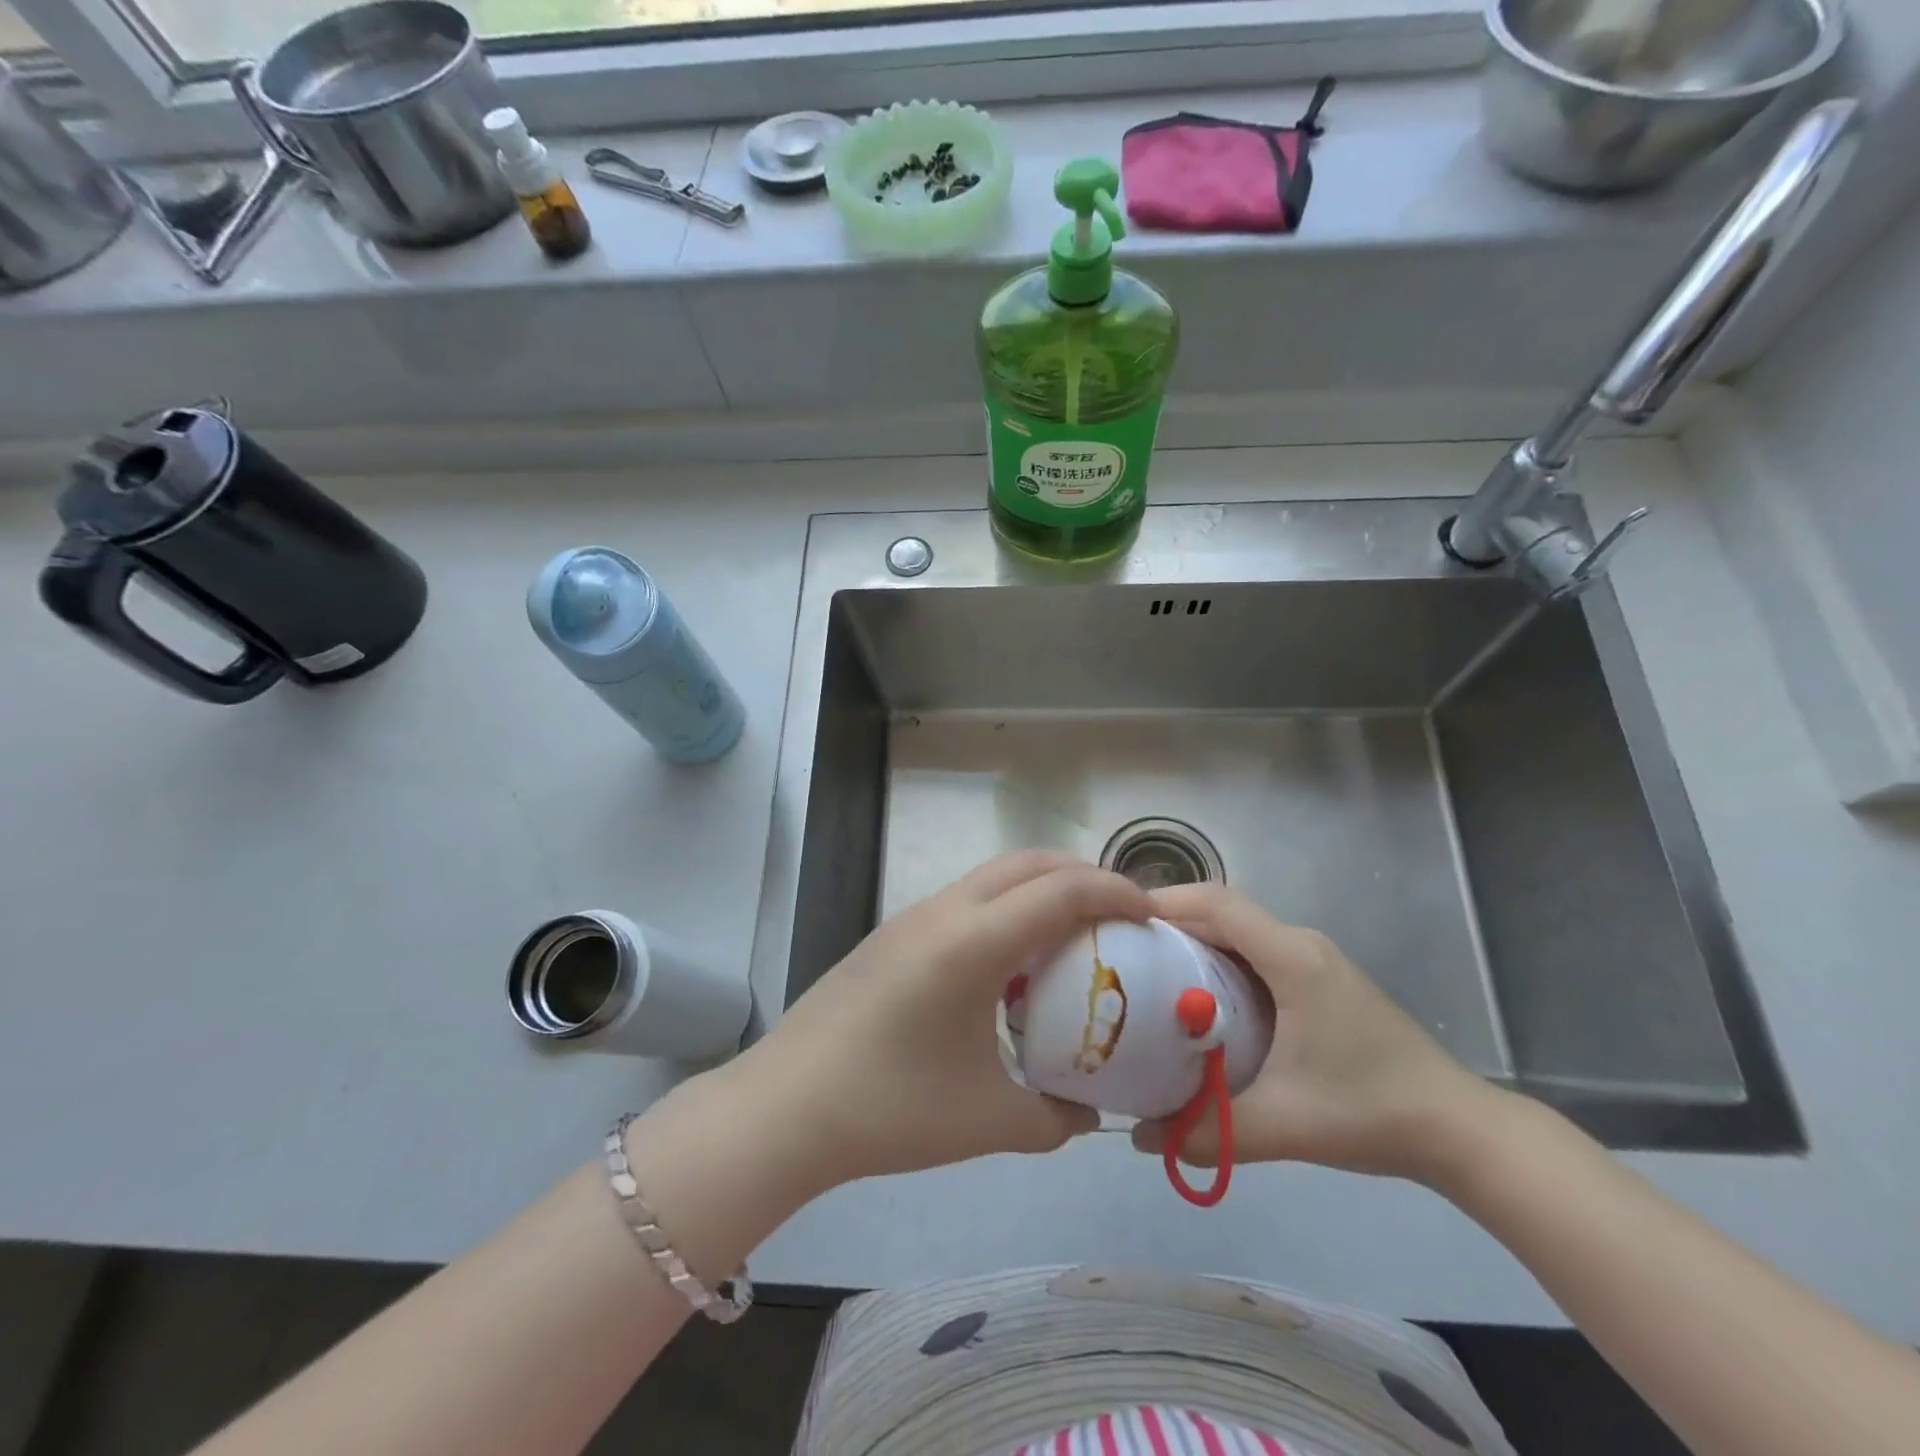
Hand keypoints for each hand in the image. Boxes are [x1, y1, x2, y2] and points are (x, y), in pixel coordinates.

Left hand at [730, 851, 1152, 1194]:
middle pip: (1028, 863)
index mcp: (974, 942)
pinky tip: (1009, 965)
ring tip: (1072, 935)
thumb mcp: (989, 1122)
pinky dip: (1006, 908)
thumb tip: (1090, 1112)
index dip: (1116, 892)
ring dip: (1040, 888)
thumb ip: (1055, 1117)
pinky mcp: (892, 934)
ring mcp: (912, 917)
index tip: (1152, 916)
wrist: (786, 1106)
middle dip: (1083, 875)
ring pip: (993, 876)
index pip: (1062, 890)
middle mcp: (945, 911)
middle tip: (1120, 915)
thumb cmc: (891, 1109)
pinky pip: (966, 900)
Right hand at [1131, 884, 1502, 1184]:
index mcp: (1290, 957)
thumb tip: (1139, 1138)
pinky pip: (1256, 953)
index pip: (1216, 903)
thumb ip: (1207, 1133)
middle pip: (1222, 911)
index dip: (1164, 901)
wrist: (1460, 1131)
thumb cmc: (1370, 1111)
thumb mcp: (1282, 1125)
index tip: (1118, 921)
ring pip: (1239, 932)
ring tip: (1149, 974)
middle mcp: (1300, 944)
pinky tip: (1202, 1002)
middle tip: (1123, 953)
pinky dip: (1220, 962)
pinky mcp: (1321, 981)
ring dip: (1195, 942)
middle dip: (1170, 923)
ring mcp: (1314, 961)